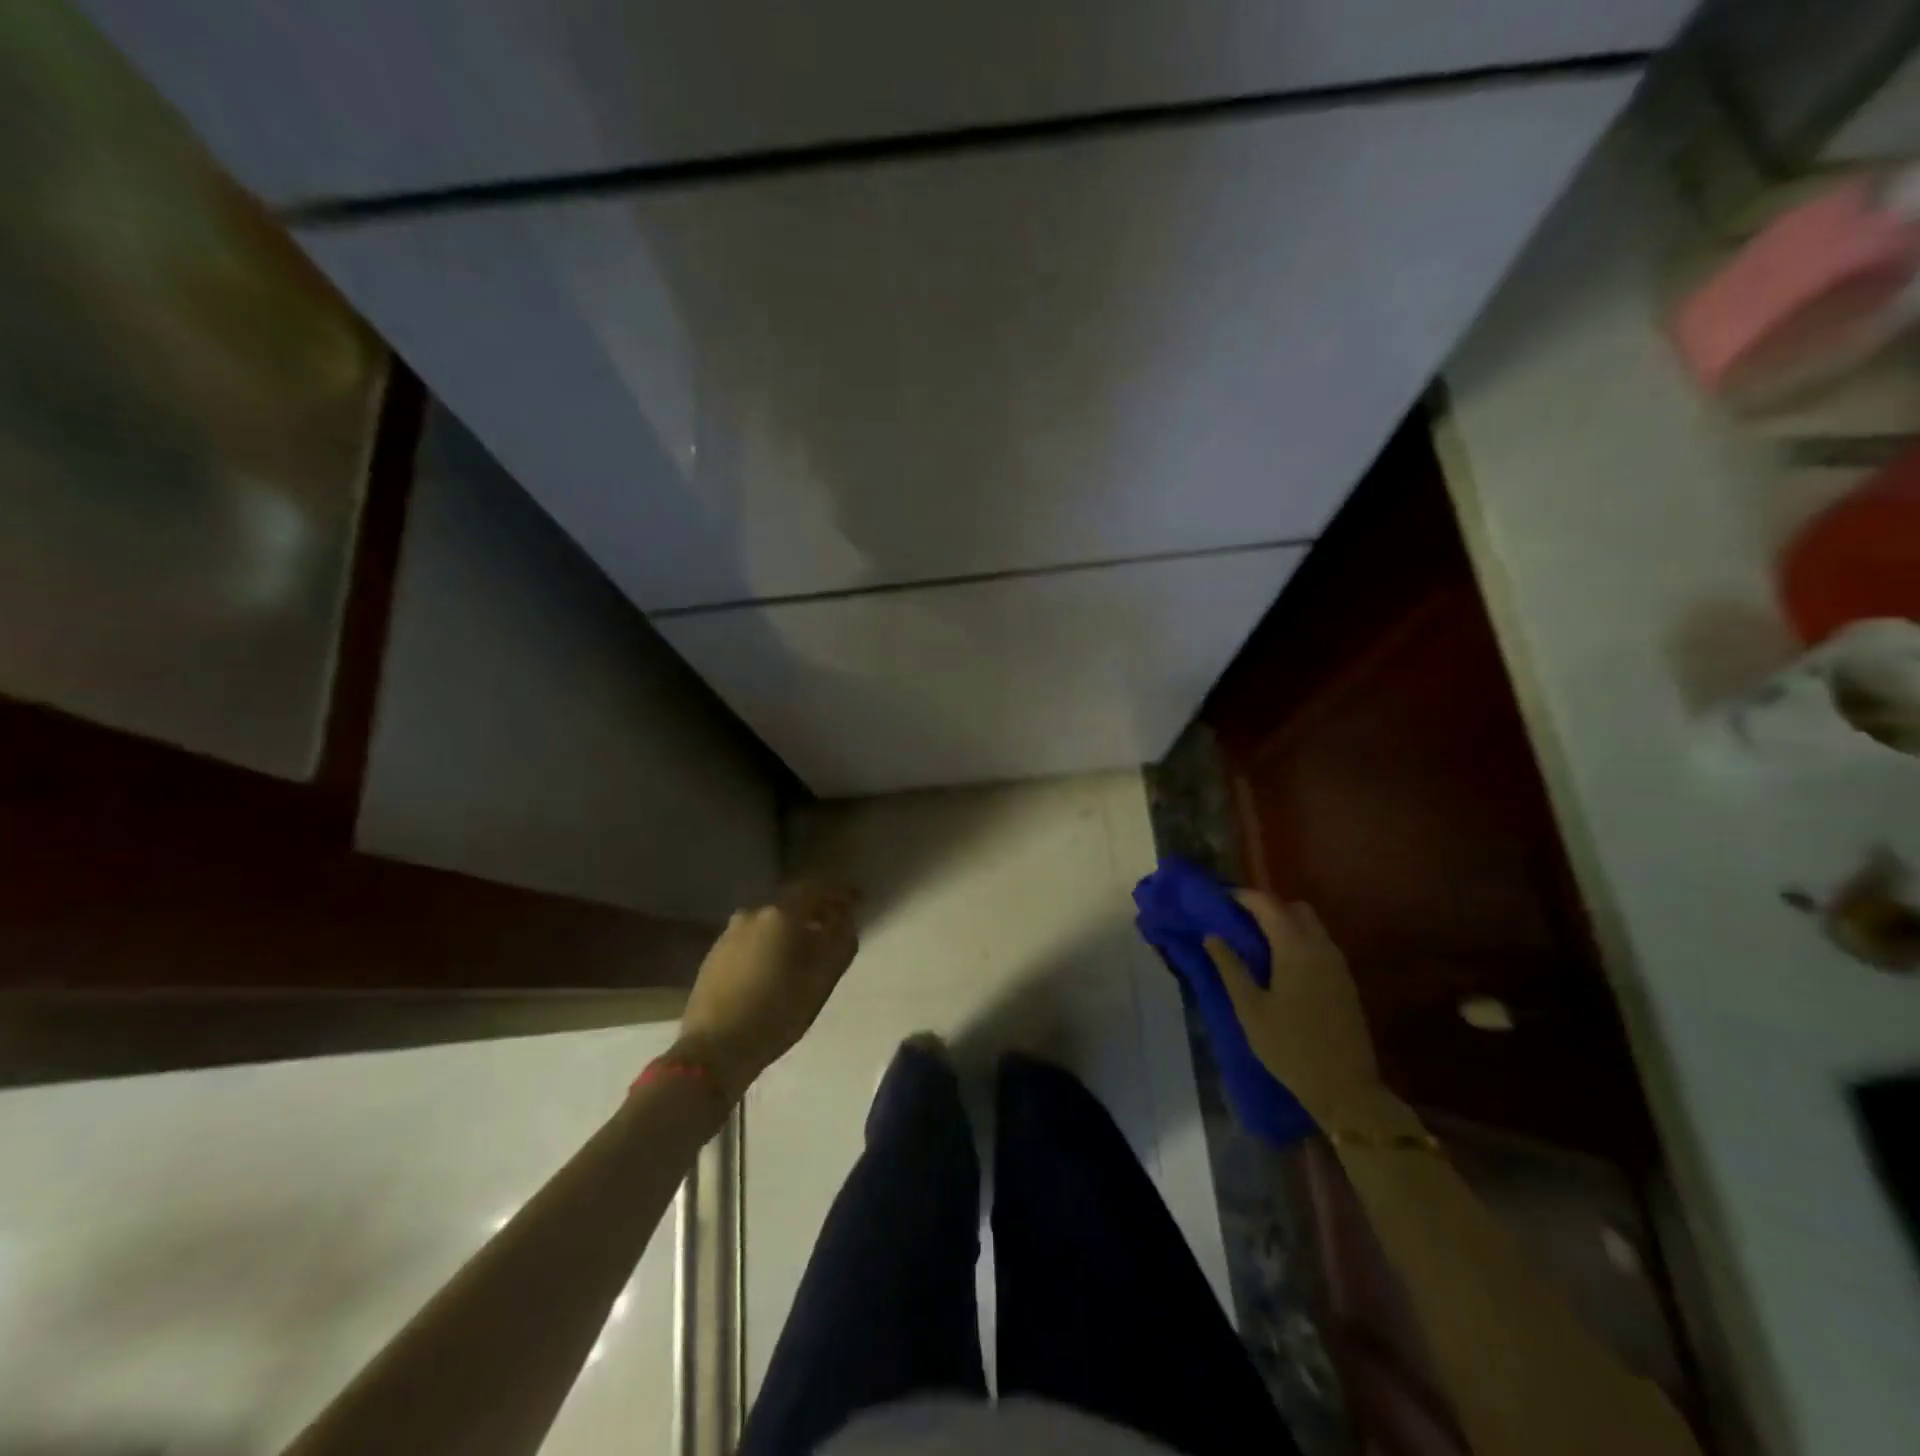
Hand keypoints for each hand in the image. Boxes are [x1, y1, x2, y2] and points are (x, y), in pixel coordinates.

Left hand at [676, 882, 859, 1099]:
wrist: (713, 1049)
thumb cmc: (777, 1012)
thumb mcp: (821, 979)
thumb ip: (840, 943)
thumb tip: (846, 921)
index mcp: (781, 915)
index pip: (816, 888)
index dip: (838, 892)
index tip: (856, 900)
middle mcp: (753, 914)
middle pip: (791, 902)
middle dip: (815, 910)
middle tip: (834, 925)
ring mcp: (729, 933)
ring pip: (770, 921)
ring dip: (791, 928)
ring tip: (806, 948)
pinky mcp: (715, 954)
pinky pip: (752, 937)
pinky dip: (770, 941)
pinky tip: (776, 964)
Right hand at [1203, 893, 1383, 1120]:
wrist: (1346, 1089)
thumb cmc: (1290, 1047)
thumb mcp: (1250, 1009)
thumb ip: (1230, 967)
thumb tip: (1212, 936)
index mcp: (1296, 948)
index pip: (1268, 905)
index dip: (1243, 897)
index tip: (1220, 899)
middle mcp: (1321, 947)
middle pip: (1294, 909)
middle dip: (1267, 907)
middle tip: (1238, 920)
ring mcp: (1337, 964)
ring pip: (1310, 926)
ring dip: (1284, 923)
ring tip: (1255, 941)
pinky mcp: (1345, 981)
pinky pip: (1319, 944)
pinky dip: (1298, 940)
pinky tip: (1280, 963)